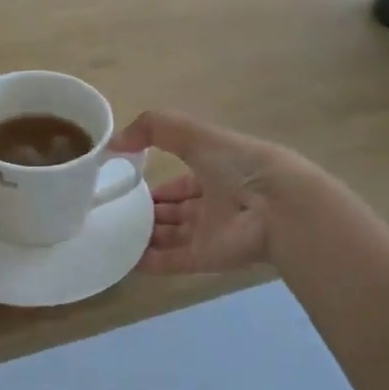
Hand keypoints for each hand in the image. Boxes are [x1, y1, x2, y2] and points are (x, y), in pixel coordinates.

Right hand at [108, 111, 308, 274]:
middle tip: (113, 212)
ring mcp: (210, 233)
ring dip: (143, 236)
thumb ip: (154, 128)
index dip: (156, 183)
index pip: (181, 181)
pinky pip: (171, 261)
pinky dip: (147, 261)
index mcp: (216, 172)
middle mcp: (214, 203)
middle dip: (147, 212)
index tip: (126, 185)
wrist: (277, 208)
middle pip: (174, 211)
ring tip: (110, 234)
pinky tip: (121, 259)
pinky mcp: (206, 258)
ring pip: (170, 237)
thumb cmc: (238, 165)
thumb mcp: (195, 134)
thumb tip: (114, 143)